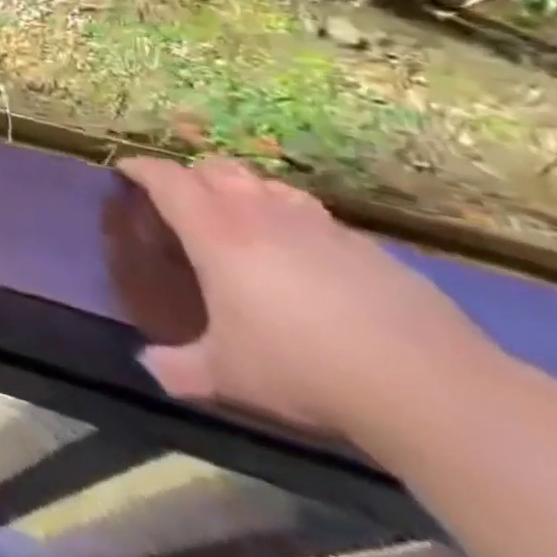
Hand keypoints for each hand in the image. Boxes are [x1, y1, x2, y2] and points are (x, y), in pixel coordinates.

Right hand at [117, 156, 486, 441]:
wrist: (430, 388)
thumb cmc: (303, 367)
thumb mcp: (228, 375)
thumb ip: (180, 367)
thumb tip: (147, 366)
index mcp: (214, 231)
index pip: (165, 179)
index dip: (141, 169)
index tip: (126, 170)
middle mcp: (259, 214)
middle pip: (217, 168)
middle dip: (194, 175)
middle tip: (184, 198)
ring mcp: (318, 226)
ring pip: (269, 185)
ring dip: (247, 192)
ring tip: (244, 220)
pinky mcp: (369, 248)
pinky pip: (317, 218)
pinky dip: (297, 223)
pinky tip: (307, 258)